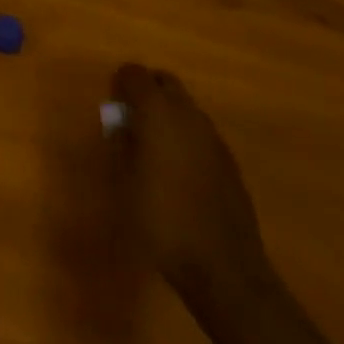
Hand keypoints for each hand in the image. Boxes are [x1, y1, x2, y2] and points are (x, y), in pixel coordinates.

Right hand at [107, 64, 269, 302]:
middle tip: (132, 122)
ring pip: (186, 107)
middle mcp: (188, 114)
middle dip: (147, 92)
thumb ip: (119, 142)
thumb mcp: (123, 180)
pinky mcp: (231, 163)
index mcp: (158, 111)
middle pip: (165, 82)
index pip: (133, 73)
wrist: (225, 270)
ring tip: (155, 150)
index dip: (120, 85)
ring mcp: (214, 138)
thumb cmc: (162, 220)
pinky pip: (202, 134)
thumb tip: (121, 125)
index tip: (113, 109)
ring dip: (169, 116)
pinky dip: (187, 139)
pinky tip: (180, 174)